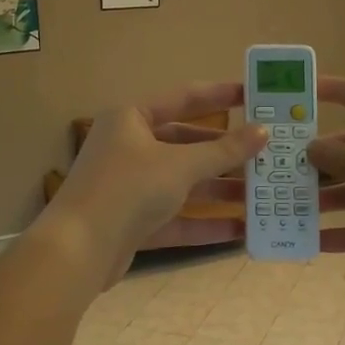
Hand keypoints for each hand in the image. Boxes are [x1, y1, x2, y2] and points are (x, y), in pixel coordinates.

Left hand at [44, 81, 267, 281]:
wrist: (79, 250)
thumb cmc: (128, 189)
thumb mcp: (180, 165)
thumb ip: (223, 150)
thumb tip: (262, 132)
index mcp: (132, 118)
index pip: (184, 98)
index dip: (220, 95)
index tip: (255, 95)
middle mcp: (129, 146)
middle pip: (186, 144)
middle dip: (225, 153)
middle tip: (265, 154)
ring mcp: (130, 186)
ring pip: (183, 183)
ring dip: (220, 190)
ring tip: (262, 195)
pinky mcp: (133, 222)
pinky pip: (176, 217)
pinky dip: (205, 223)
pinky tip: (241, 231)